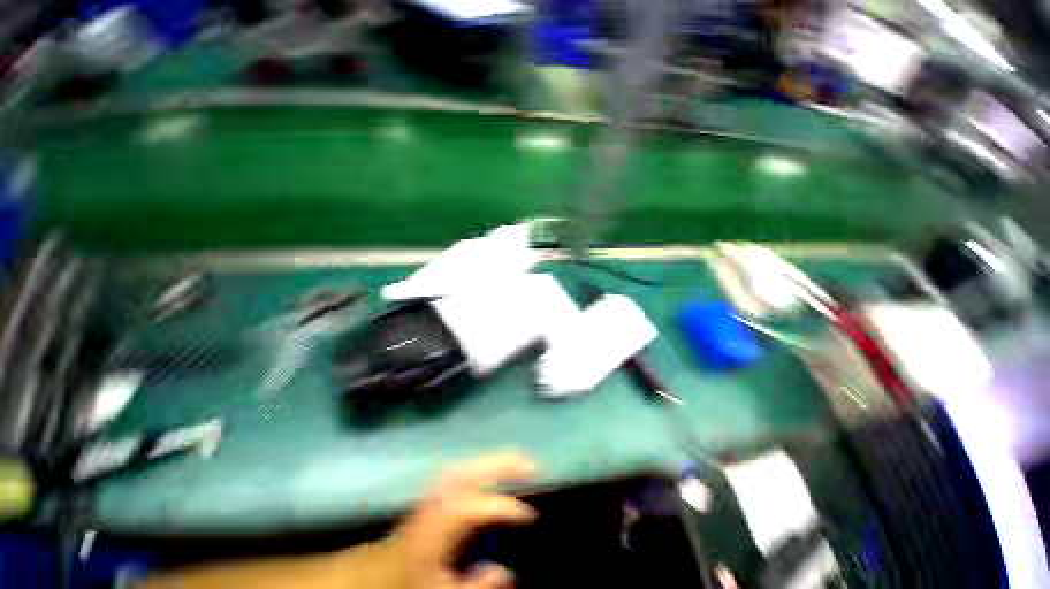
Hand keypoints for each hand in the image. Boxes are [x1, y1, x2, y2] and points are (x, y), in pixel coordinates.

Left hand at [385, 452, 538, 588]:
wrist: (381, 567)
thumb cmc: (413, 579)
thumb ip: (474, 586)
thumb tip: (508, 573)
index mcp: (443, 521)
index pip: (482, 508)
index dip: (508, 509)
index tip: (531, 515)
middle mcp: (443, 497)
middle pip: (478, 471)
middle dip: (506, 464)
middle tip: (533, 463)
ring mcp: (439, 487)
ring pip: (473, 463)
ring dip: (498, 458)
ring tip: (522, 457)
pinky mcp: (439, 486)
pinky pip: (467, 466)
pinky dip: (484, 461)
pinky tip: (496, 463)